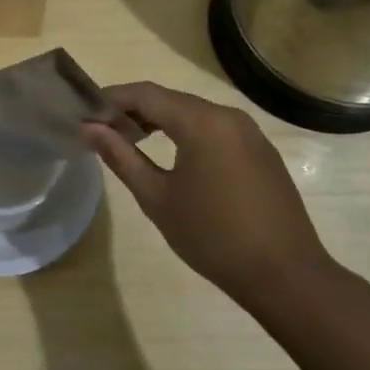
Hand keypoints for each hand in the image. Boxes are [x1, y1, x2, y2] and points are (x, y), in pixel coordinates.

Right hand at [79, 82, 336, 310]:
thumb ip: (121, 157)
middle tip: (102, 131)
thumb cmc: (212, 236)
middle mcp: (228, 116)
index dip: (111, 99)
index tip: (85, 114)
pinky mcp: (261, 152)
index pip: (145, 94)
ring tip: (130, 143)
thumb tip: (89, 129)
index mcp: (202, 122)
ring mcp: (250, 133)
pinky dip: (186, 134)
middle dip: (133, 110)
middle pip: (170, 100)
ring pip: (193, 113)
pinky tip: (172, 157)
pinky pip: (214, 130)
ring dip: (159, 122)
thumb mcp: (157, 197)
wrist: (285, 275)